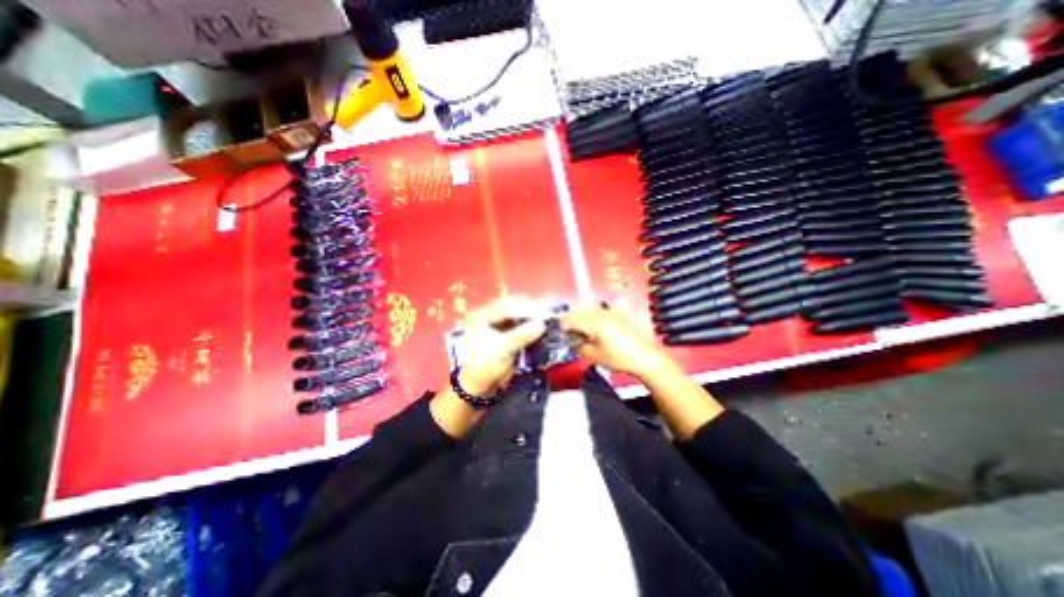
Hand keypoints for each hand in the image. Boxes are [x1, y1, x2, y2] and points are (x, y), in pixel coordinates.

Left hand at [455, 294, 548, 395]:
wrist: (479, 384)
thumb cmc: (485, 366)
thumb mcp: (503, 350)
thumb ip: (522, 334)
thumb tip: (542, 324)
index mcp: (481, 315)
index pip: (506, 305)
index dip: (525, 308)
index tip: (542, 314)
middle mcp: (489, 314)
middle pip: (512, 305)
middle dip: (530, 310)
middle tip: (546, 316)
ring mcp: (497, 321)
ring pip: (518, 312)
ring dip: (532, 315)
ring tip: (546, 319)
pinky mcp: (505, 329)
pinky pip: (520, 321)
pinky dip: (530, 323)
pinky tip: (540, 325)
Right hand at [560, 302, 665, 378]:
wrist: (645, 358)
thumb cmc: (618, 358)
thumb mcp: (593, 355)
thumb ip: (578, 345)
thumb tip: (571, 339)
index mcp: (593, 322)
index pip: (570, 318)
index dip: (562, 326)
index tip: (559, 334)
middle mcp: (601, 313)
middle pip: (578, 311)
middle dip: (570, 321)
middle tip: (568, 334)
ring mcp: (610, 312)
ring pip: (588, 310)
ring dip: (581, 318)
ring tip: (580, 332)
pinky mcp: (617, 315)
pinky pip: (600, 311)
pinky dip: (593, 316)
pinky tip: (594, 327)